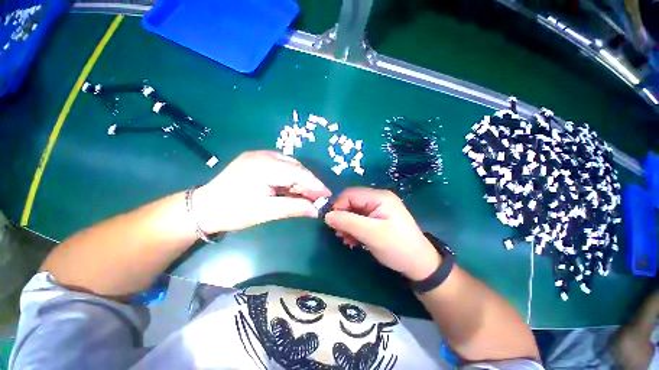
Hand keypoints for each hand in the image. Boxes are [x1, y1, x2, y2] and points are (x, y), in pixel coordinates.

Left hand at [192, 151, 330, 232]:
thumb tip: (316, 211)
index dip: (314, 184)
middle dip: (309, 182)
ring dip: (300, 180)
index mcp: (263, 167)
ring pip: (290, 165)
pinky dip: (291, 177)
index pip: (297, 173)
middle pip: (295, 167)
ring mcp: (259, 155)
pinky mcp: (257, 159)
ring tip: (307, 195)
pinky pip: (282, 165)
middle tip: (317, 198)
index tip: (327, 194)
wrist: (204, 208)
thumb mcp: (265, 212)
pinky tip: (293, 188)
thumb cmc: (233, 212)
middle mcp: (262, 155)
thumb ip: (293, 208)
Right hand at [324, 187, 440, 279]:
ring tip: (346, 240)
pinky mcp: (378, 218)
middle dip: (342, 217)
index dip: (338, 206)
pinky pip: (360, 219)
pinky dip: (354, 228)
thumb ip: (348, 222)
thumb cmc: (397, 247)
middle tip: (340, 235)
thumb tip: (327, 216)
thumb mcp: (371, 234)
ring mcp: (379, 208)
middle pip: (352, 202)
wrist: (419, 264)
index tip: (332, 224)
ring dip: (347, 224)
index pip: (350, 194)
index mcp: (379, 197)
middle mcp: (378, 198)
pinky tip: (353, 240)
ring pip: (354, 211)